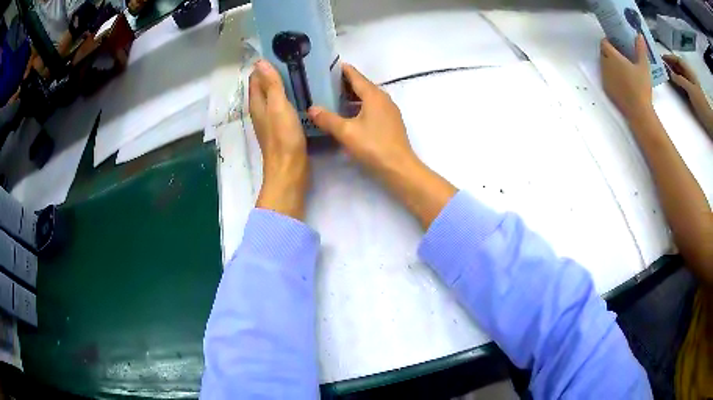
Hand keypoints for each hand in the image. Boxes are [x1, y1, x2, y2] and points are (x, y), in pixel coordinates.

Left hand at [250, 59, 308, 219]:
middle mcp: (261, 111)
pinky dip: (290, 98)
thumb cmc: (283, 137)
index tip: (280, 52)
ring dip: (283, 86)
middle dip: (274, 73)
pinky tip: (303, 95)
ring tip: (300, 73)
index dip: (264, 65)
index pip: (256, 78)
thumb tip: (260, 62)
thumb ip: (271, 84)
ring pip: (274, 97)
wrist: (289, 169)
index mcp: (257, 104)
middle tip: (294, 60)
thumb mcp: (278, 106)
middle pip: (264, 87)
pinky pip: (283, 107)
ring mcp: (271, 121)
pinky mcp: (282, 129)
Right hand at [308, 64, 455, 228]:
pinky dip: (359, 107)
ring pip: (367, 98)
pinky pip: (372, 108)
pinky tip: (348, 115)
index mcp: (374, 95)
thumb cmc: (373, 146)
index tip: (328, 66)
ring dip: (351, 96)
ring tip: (333, 98)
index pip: (355, 76)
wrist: (399, 168)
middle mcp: (383, 99)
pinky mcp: (390, 123)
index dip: (342, 70)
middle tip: (325, 84)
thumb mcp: (346, 132)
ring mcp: (389, 111)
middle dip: (344, 83)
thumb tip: (311, 109)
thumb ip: (327, 119)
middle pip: (362, 85)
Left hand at [600, 35, 653, 122]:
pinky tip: (621, 79)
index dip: (609, 41)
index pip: (604, 43)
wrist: (638, 112)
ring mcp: (605, 78)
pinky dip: (611, 74)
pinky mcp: (606, 89)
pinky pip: (606, 77)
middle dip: (610, 51)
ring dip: (610, 62)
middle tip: (621, 53)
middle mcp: (605, 65)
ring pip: (604, 64)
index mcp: (613, 57)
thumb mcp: (644, 66)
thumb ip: (641, 49)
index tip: (617, 42)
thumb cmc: (642, 87)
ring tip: (622, 66)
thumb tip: (639, 36)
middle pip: (603, 52)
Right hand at [663, 54, 712, 132]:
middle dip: (670, 65)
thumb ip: (680, 80)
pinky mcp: (691, 97)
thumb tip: (670, 74)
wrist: (708, 120)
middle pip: (678, 67)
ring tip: (665, 73)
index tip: (661, 57)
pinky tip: (673, 84)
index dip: (670, 57)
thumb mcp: (691, 90)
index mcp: (688, 72)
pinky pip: (682, 86)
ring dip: (673, 74)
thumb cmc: (701, 103)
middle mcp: (689, 77)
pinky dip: (677, 83)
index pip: (677, 60)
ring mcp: (690, 87)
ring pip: (680, 76)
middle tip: (661, 65)